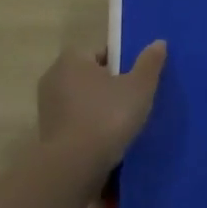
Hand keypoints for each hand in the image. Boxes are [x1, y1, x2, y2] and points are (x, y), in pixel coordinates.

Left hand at [36, 41, 167, 171]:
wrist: (74, 165)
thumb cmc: (108, 116)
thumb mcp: (139, 87)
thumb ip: (149, 63)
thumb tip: (159, 42)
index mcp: (72, 59)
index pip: (102, 53)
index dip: (122, 64)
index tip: (137, 80)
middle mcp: (54, 77)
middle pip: (90, 76)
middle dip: (110, 86)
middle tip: (134, 101)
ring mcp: (48, 107)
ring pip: (82, 101)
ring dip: (99, 108)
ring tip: (123, 123)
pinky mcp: (48, 133)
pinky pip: (76, 122)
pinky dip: (90, 127)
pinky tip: (107, 140)